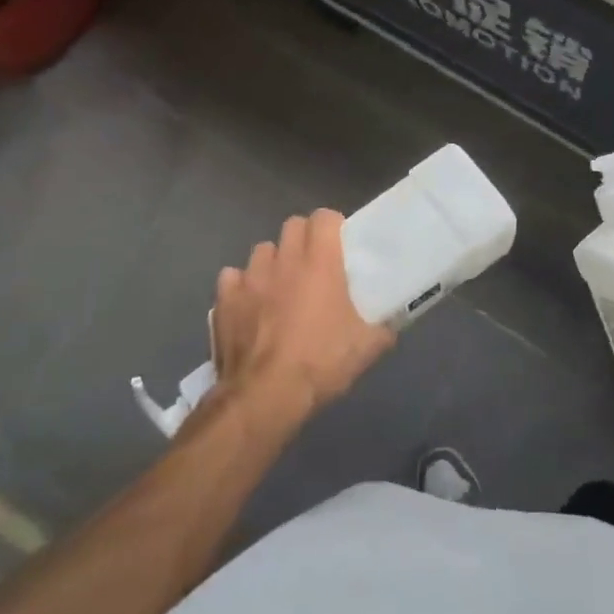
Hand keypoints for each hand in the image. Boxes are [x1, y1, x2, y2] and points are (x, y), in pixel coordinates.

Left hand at [211, 210, 396, 427]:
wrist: (265, 395)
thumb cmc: (321, 362)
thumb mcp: (367, 348)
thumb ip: (382, 327)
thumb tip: (390, 324)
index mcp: (320, 262)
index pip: (324, 217)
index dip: (333, 225)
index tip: (340, 243)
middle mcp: (284, 260)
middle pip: (292, 225)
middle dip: (304, 238)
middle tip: (314, 264)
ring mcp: (249, 278)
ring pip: (262, 250)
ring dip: (274, 261)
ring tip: (281, 285)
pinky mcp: (224, 300)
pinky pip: (233, 278)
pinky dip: (242, 286)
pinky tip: (250, 305)